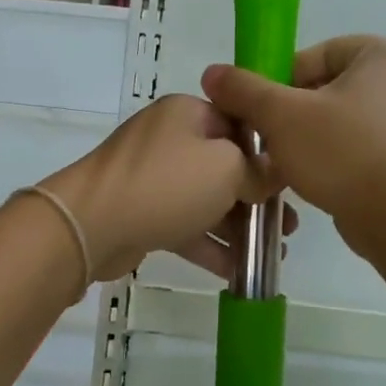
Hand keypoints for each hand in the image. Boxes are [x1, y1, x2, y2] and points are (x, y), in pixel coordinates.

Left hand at [41, 94, 290, 281]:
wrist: (91, 225)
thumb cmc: (166, 184)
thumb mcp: (225, 168)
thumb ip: (257, 170)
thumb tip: (272, 173)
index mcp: (188, 113)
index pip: (240, 124)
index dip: (269, 154)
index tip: (294, 183)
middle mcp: (170, 139)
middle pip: (225, 165)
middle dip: (258, 198)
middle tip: (288, 226)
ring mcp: (153, 177)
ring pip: (206, 199)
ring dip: (238, 226)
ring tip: (272, 254)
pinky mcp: (143, 212)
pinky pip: (185, 225)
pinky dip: (210, 245)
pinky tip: (238, 272)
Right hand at [201, 35, 385, 252]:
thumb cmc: (345, 152)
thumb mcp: (282, 115)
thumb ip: (244, 90)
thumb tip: (212, 73)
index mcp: (383, 54)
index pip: (314, 55)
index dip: (277, 81)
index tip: (258, 112)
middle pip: (325, 89)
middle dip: (290, 116)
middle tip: (265, 141)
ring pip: (340, 122)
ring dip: (307, 141)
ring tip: (284, 166)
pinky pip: (359, 150)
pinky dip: (334, 162)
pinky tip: (314, 183)